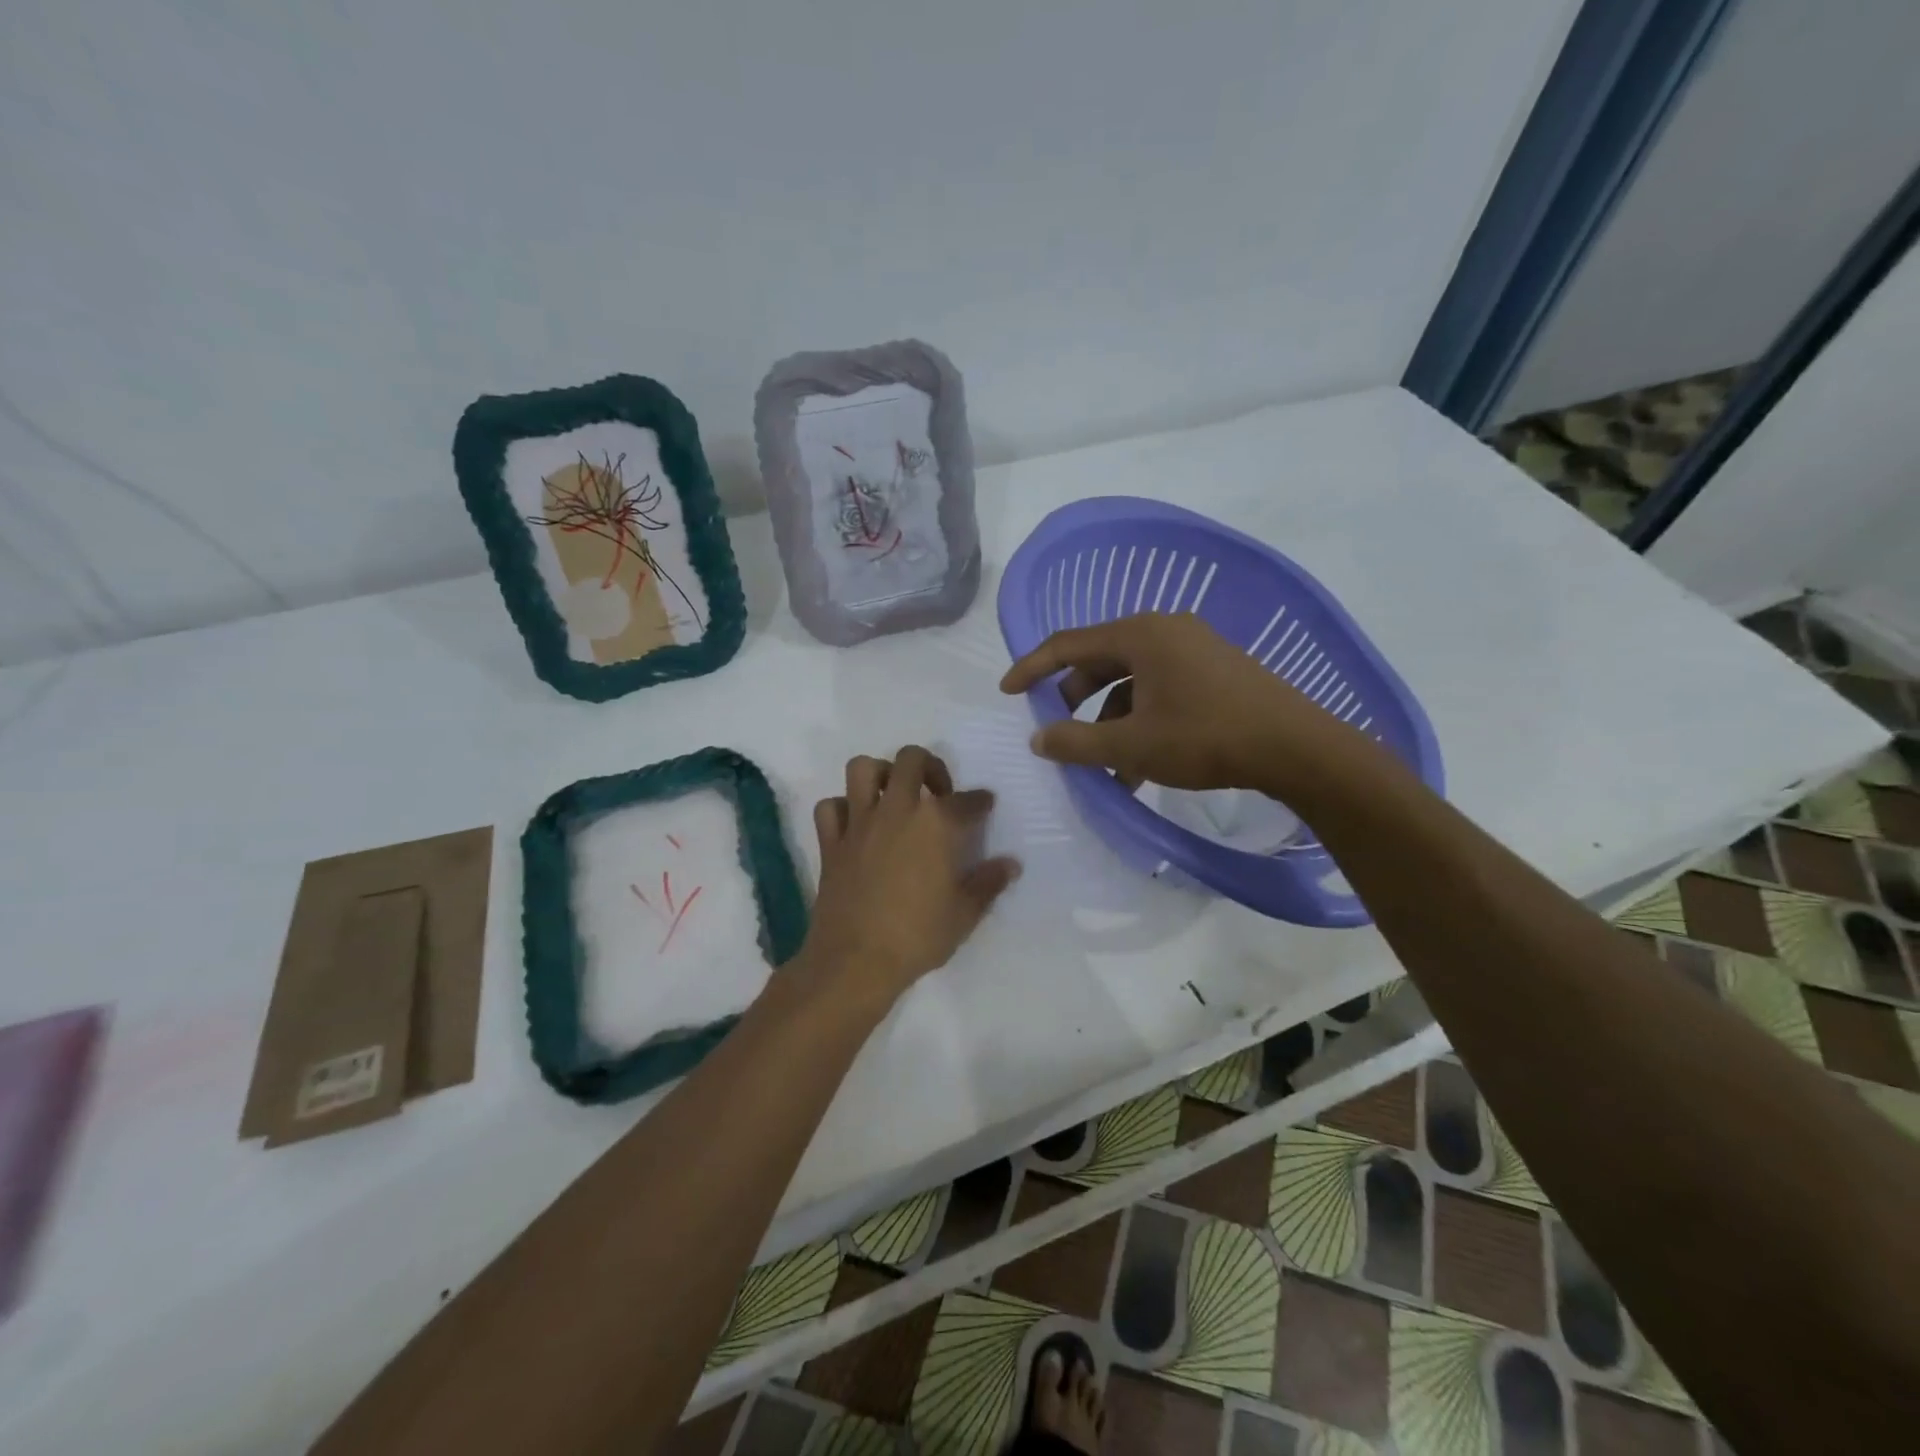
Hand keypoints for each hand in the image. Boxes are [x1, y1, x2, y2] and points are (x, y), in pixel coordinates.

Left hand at [796, 747, 1020, 1006]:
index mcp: (936, 824)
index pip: (966, 800)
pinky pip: (830, 807)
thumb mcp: (965, 914)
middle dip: (930, 766)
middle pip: (911, 760)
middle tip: (938, 792)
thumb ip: (988, 883)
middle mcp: (897, 810)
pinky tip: (855, 824)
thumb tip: (1011, 864)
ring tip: (893, 794)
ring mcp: (859, 823)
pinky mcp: (830, 842)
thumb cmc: (917, 936)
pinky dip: (842, 808)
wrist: (855, 961)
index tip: (985, 804)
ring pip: (862, 768)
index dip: (980, 801)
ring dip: (880, 773)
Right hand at [999, 613, 1358, 793]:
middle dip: (1074, 698)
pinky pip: (1159, 688)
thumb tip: (1038, 738)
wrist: (1295, 747)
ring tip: (1104, 765)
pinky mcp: (1215, 670)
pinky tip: (1140, 764)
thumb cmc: (1204, 737)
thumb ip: (1076, 742)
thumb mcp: (1131, 745)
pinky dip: (1140, 719)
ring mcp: (1194, 649)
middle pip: (1100, 659)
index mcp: (1139, 635)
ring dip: (1109, 719)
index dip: (1032, 667)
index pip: (1068, 644)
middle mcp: (1165, 631)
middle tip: (1059, 729)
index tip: (1006, 690)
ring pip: (1131, 680)